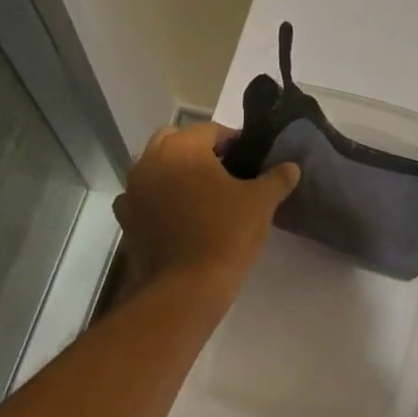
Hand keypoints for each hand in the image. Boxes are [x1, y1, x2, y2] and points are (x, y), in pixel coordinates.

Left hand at [112, 124, 298, 295]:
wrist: (187, 286)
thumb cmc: (227, 233)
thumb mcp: (261, 202)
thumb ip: (277, 178)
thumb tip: (291, 167)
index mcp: (183, 147)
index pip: (211, 131)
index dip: (234, 142)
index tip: (251, 159)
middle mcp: (150, 160)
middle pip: (176, 141)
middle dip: (199, 151)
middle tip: (225, 173)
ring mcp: (133, 189)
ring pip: (155, 167)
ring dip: (175, 172)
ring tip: (202, 195)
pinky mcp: (126, 217)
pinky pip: (143, 197)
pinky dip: (157, 199)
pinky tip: (177, 215)